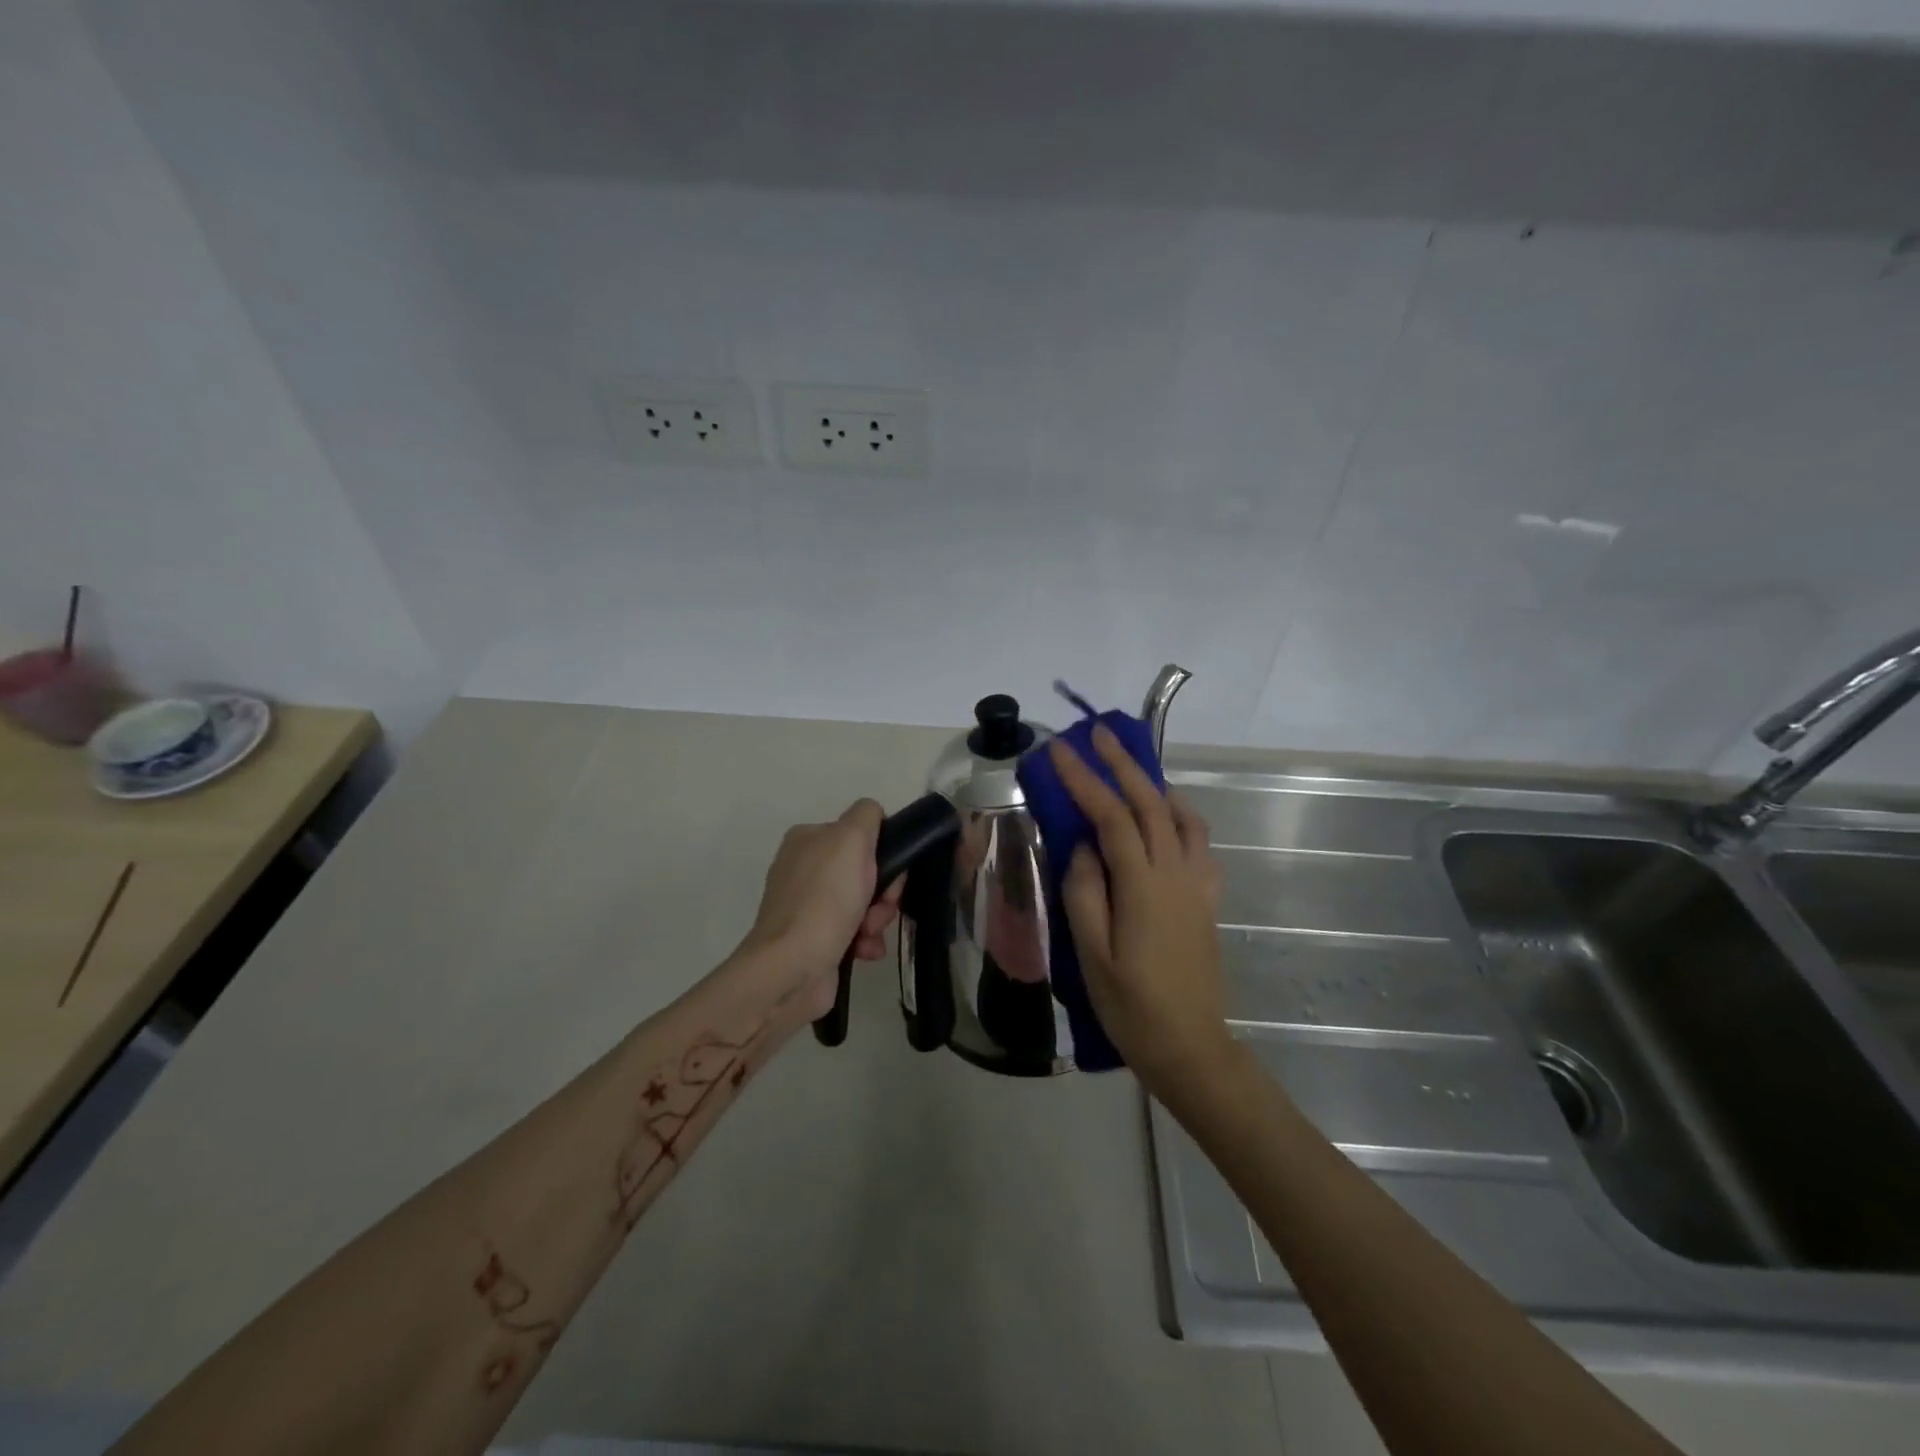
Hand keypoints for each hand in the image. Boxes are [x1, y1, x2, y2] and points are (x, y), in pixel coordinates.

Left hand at [739, 800, 902, 1018]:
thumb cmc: (825, 899)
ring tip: (868, 934)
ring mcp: (807, 906)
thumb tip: (874, 817)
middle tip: (881, 907)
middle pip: (865, 870)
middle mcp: (804, 868)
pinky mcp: (814, 940)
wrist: (792, 968)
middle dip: (882, 892)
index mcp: (808, 839)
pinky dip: (865, 940)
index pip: (861, 833)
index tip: (890, 872)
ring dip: (877, 918)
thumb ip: (866, 816)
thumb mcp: (851, 839)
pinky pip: (854, 932)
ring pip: (864, 902)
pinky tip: (864, 950)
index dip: (883, 853)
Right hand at [1047, 726, 1229, 1097]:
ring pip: (1182, 817)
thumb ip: (1084, 892)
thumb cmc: (1131, 1006)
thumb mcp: (1091, 954)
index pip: (1110, 816)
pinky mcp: (1207, 899)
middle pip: (1150, 803)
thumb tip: (1083, 847)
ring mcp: (1197, 884)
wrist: (1191, 1047)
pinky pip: (1198, 843)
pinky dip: (1180, 817)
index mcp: (1143, 884)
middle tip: (1097, 733)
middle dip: (1122, 763)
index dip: (1084, 779)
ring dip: (1155, 784)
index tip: (1059, 750)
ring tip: (1130, 770)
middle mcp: (1176, 873)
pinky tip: (1165, 822)